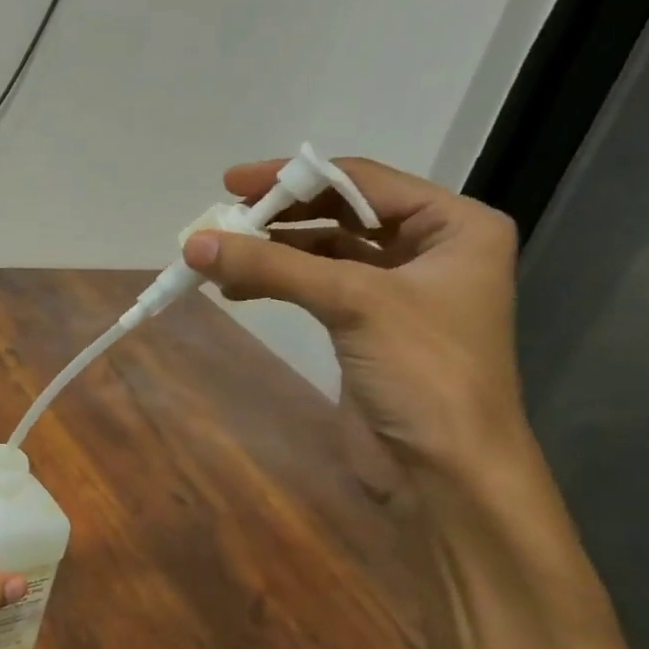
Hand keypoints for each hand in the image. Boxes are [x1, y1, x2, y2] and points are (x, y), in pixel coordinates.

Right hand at [182, 158, 525, 477]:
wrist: (444, 470)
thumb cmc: (423, 372)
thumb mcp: (353, 303)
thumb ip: (273, 267)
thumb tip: (193, 243)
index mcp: (455, 226)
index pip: (363, 182)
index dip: (295, 177)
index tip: (232, 184)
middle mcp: (429, 250)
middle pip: (340, 212)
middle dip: (280, 214)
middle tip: (222, 219)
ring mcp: (396, 291)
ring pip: (322, 251)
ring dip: (271, 251)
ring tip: (219, 256)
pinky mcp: (366, 327)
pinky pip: (314, 287)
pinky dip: (275, 283)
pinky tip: (236, 288)